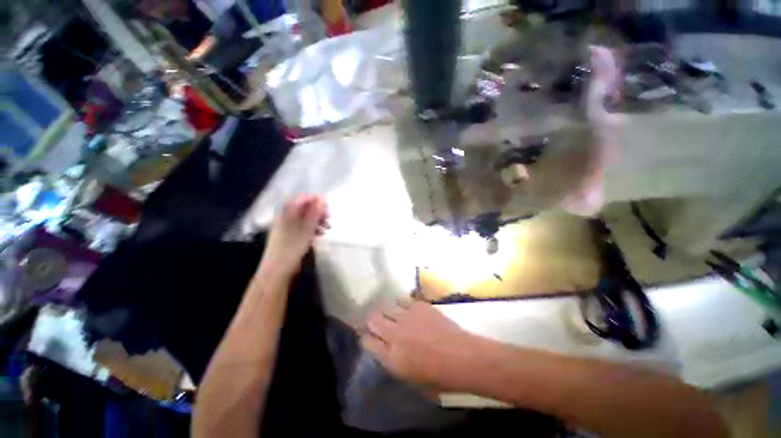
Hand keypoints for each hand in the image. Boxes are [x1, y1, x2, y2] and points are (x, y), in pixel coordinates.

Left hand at [263, 195, 328, 276]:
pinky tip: (320, 235)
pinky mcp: (290, 235)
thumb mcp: (307, 227)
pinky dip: (312, 229)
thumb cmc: (292, 245)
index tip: (328, 209)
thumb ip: (315, 211)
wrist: (278, 268)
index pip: (304, 198)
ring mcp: (288, 226)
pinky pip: (303, 227)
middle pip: (306, 208)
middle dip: (319, 212)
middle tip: (329, 219)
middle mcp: (286, 215)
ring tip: (327, 229)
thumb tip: (322, 198)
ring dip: (317, 221)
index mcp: (287, 210)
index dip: (317, 201)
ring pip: (306, 218)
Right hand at [362, 299, 477, 389]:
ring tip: (394, 314)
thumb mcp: (411, 378)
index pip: (368, 342)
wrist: (460, 356)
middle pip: (373, 319)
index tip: (368, 336)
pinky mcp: (418, 305)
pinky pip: (403, 299)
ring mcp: (405, 317)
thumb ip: (395, 361)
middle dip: (372, 320)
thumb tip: (388, 351)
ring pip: (386, 307)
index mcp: (391, 357)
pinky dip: (403, 304)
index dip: (366, 338)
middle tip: (377, 322)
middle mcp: (394, 334)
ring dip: (388, 311)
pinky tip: (409, 309)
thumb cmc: (438, 377)